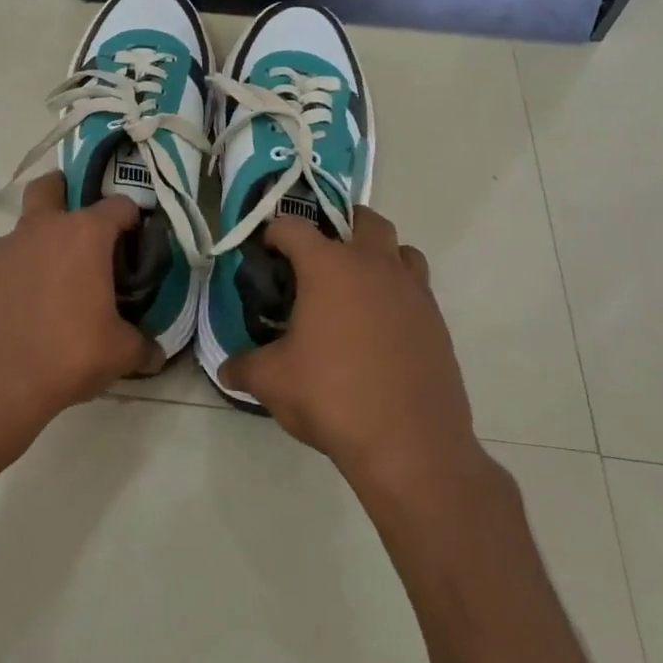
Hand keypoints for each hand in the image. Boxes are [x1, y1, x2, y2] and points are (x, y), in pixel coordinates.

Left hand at [0, 172, 164, 462]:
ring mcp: (1, 249)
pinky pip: (3, 263)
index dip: (133, 219)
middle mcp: (40, 229)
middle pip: (51, 187)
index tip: (137, 241)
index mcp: (84, 236)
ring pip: (24, 229)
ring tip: (52, 286)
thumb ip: (143, 346)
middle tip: (81, 228)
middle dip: (66, 192)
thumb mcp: (119, 354)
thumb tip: (155, 353)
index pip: (119, 206)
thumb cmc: (65, 356)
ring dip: (39, 244)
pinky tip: (21, 310)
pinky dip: (15, 275)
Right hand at [220, 208, 481, 483]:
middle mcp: (374, 266)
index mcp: (329, 268)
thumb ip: (244, 367)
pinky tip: (380, 327)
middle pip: (364, 220)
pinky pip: (417, 288)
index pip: (294, 228)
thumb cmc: (332, 397)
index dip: (275, 233)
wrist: (410, 442)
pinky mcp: (436, 321)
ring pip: (400, 250)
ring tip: (356, 286)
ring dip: (379, 255)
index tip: (266, 250)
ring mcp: (412, 291)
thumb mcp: (272, 382)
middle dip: (340, 226)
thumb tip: (226, 370)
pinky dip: (398, 292)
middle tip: (319, 256)